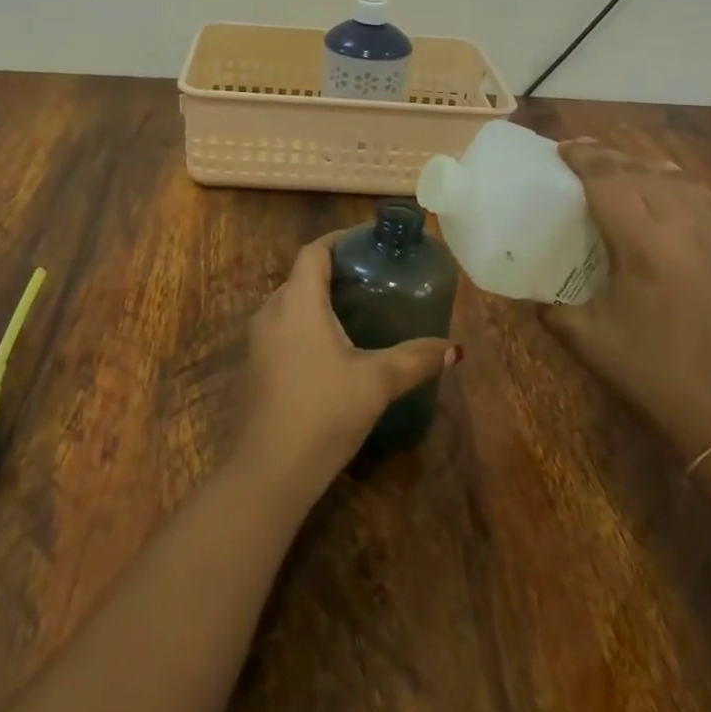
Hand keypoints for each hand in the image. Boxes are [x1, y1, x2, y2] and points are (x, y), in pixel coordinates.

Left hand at [233, 231, 460, 500]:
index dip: (339, 241)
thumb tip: (455, 349)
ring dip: (318, 301)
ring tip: (356, 311)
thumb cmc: (324, 411)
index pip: (314, 252)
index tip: (367, 242)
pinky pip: (282, 330)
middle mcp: (271, 312)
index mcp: (298, 302)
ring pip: (290, 305)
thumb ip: (416, 359)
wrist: (269, 470)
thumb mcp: (377, 381)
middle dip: (333, 272)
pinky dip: (306, 326)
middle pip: (301, 277)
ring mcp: (258, 341)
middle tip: (371, 278)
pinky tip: (332, 350)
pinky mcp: (255, 367)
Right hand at [542, 140, 710, 462]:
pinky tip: (663, 196)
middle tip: (580, 156)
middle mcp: (682, 228)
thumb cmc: (650, 373)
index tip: (562, 149)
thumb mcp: (587, 339)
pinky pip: (701, 198)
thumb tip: (536, 293)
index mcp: (643, 245)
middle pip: (641, 171)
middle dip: (608, 157)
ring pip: (677, 178)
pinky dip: (674, 184)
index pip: (609, 179)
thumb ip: (553, 307)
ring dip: (643, 167)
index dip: (583, 157)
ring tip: (619, 170)